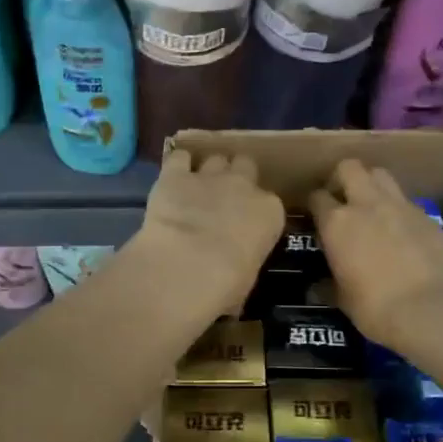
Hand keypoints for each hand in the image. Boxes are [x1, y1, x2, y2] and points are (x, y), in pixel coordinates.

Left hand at [133, 149, 285, 318]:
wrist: (186, 265)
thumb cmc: (226, 284)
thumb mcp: (247, 277)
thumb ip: (245, 259)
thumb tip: (235, 271)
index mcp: (270, 212)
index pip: (270, 203)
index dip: (256, 211)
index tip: (246, 224)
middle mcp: (244, 186)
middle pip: (246, 165)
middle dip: (236, 177)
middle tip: (224, 197)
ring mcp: (210, 176)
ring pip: (215, 159)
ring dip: (208, 171)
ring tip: (197, 189)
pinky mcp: (175, 174)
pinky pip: (180, 158)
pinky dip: (177, 166)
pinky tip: (172, 179)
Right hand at [310, 159, 442, 350]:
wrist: (432, 311)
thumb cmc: (376, 308)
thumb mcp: (343, 299)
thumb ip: (328, 285)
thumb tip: (316, 288)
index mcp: (337, 222)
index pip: (317, 197)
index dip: (315, 205)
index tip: (317, 217)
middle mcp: (367, 204)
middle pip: (350, 167)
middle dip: (342, 178)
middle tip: (343, 201)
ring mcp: (401, 206)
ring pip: (381, 175)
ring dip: (372, 185)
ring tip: (373, 209)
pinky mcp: (428, 216)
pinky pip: (407, 202)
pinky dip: (400, 211)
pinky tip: (403, 233)